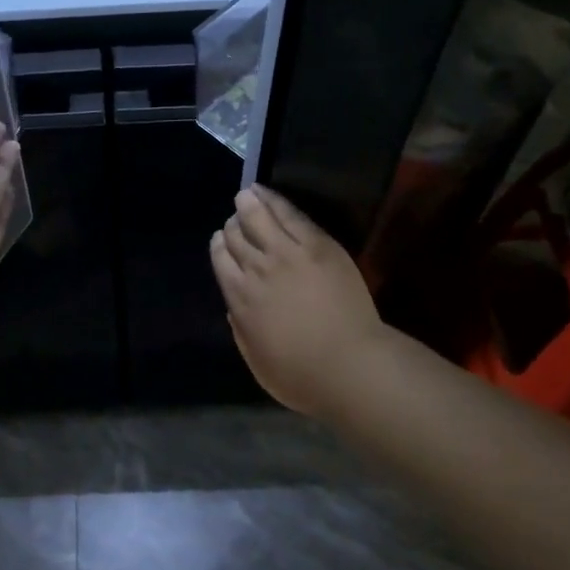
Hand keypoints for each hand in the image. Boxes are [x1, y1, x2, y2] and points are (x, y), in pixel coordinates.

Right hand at [210, 186, 386, 416]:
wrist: (349, 365)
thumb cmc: (302, 376)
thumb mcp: (257, 361)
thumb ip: (241, 331)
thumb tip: (235, 308)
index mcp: (239, 299)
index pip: (220, 260)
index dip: (219, 247)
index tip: (222, 242)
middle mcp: (256, 270)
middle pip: (236, 237)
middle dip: (233, 226)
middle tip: (237, 221)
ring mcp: (286, 253)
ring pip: (257, 218)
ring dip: (248, 204)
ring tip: (246, 195)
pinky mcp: (316, 245)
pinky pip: (289, 215)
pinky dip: (273, 200)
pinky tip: (265, 192)